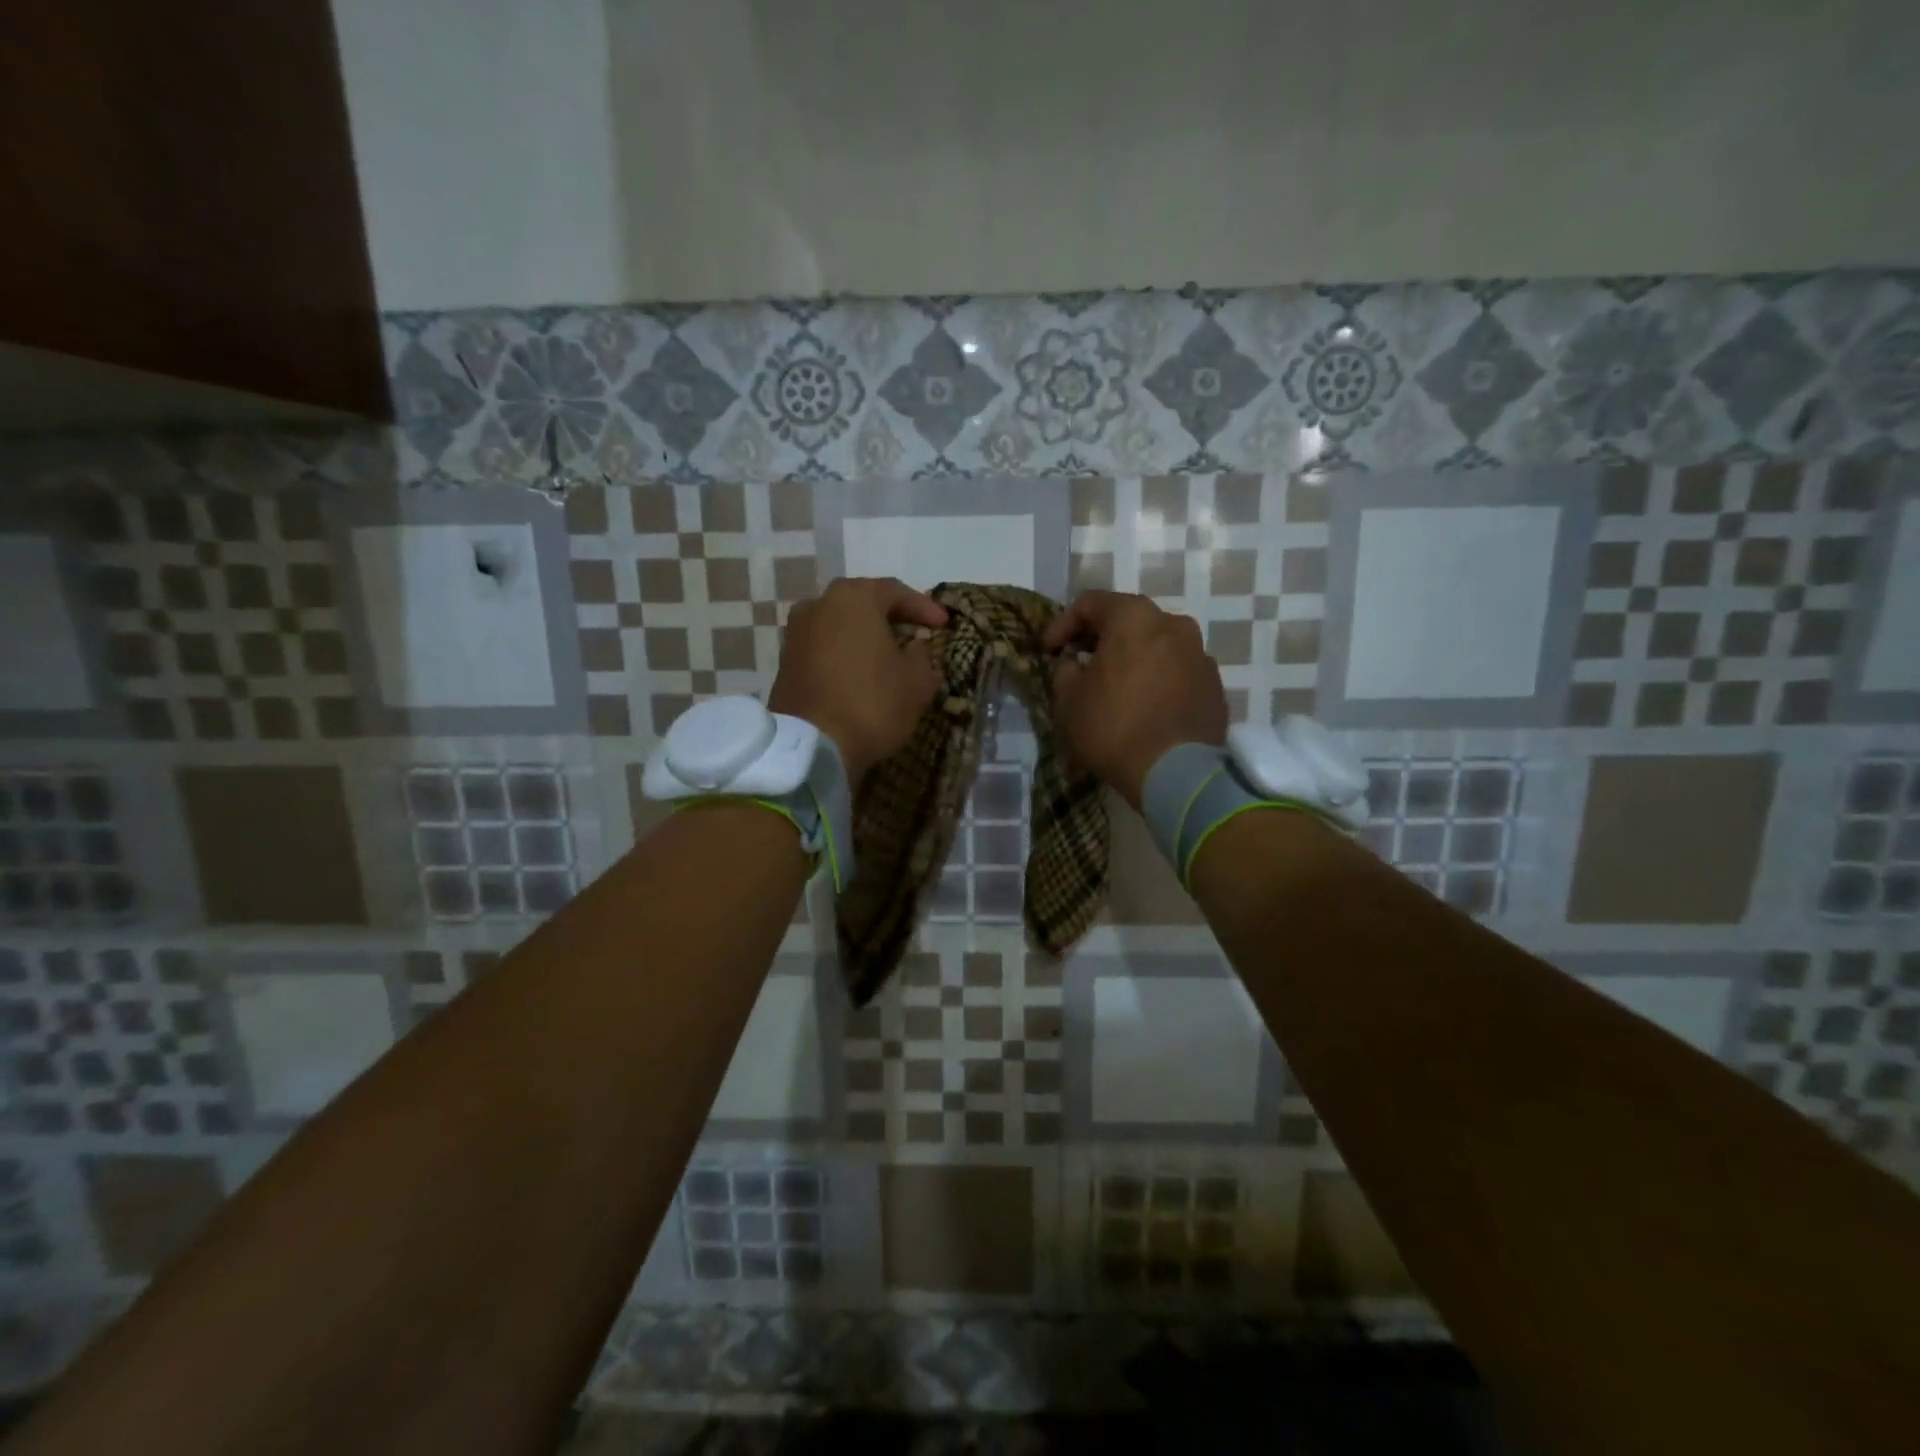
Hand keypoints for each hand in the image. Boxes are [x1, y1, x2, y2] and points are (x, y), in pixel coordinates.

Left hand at [768, 577, 947, 787]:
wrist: (812, 746)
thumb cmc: (872, 703)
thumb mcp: (917, 681)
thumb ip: (922, 654)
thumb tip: (914, 647)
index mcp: (854, 598)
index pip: (895, 591)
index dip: (923, 607)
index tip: (943, 624)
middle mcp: (819, 604)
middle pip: (862, 604)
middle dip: (890, 618)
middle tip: (914, 635)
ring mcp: (795, 633)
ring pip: (840, 626)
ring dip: (864, 637)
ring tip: (887, 656)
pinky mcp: (785, 662)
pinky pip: (824, 648)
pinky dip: (844, 655)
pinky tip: (861, 674)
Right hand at [1043, 590, 1227, 808]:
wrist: (1177, 774)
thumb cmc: (1114, 727)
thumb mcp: (1069, 699)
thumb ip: (1065, 670)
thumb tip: (1073, 663)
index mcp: (1134, 617)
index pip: (1090, 603)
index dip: (1062, 624)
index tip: (1048, 650)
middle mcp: (1173, 624)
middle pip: (1128, 620)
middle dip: (1101, 638)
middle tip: (1080, 662)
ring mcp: (1200, 653)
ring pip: (1156, 644)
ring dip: (1132, 657)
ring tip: (1115, 686)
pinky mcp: (1214, 684)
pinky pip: (1177, 670)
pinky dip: (1157, 678)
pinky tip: (1144, 704)